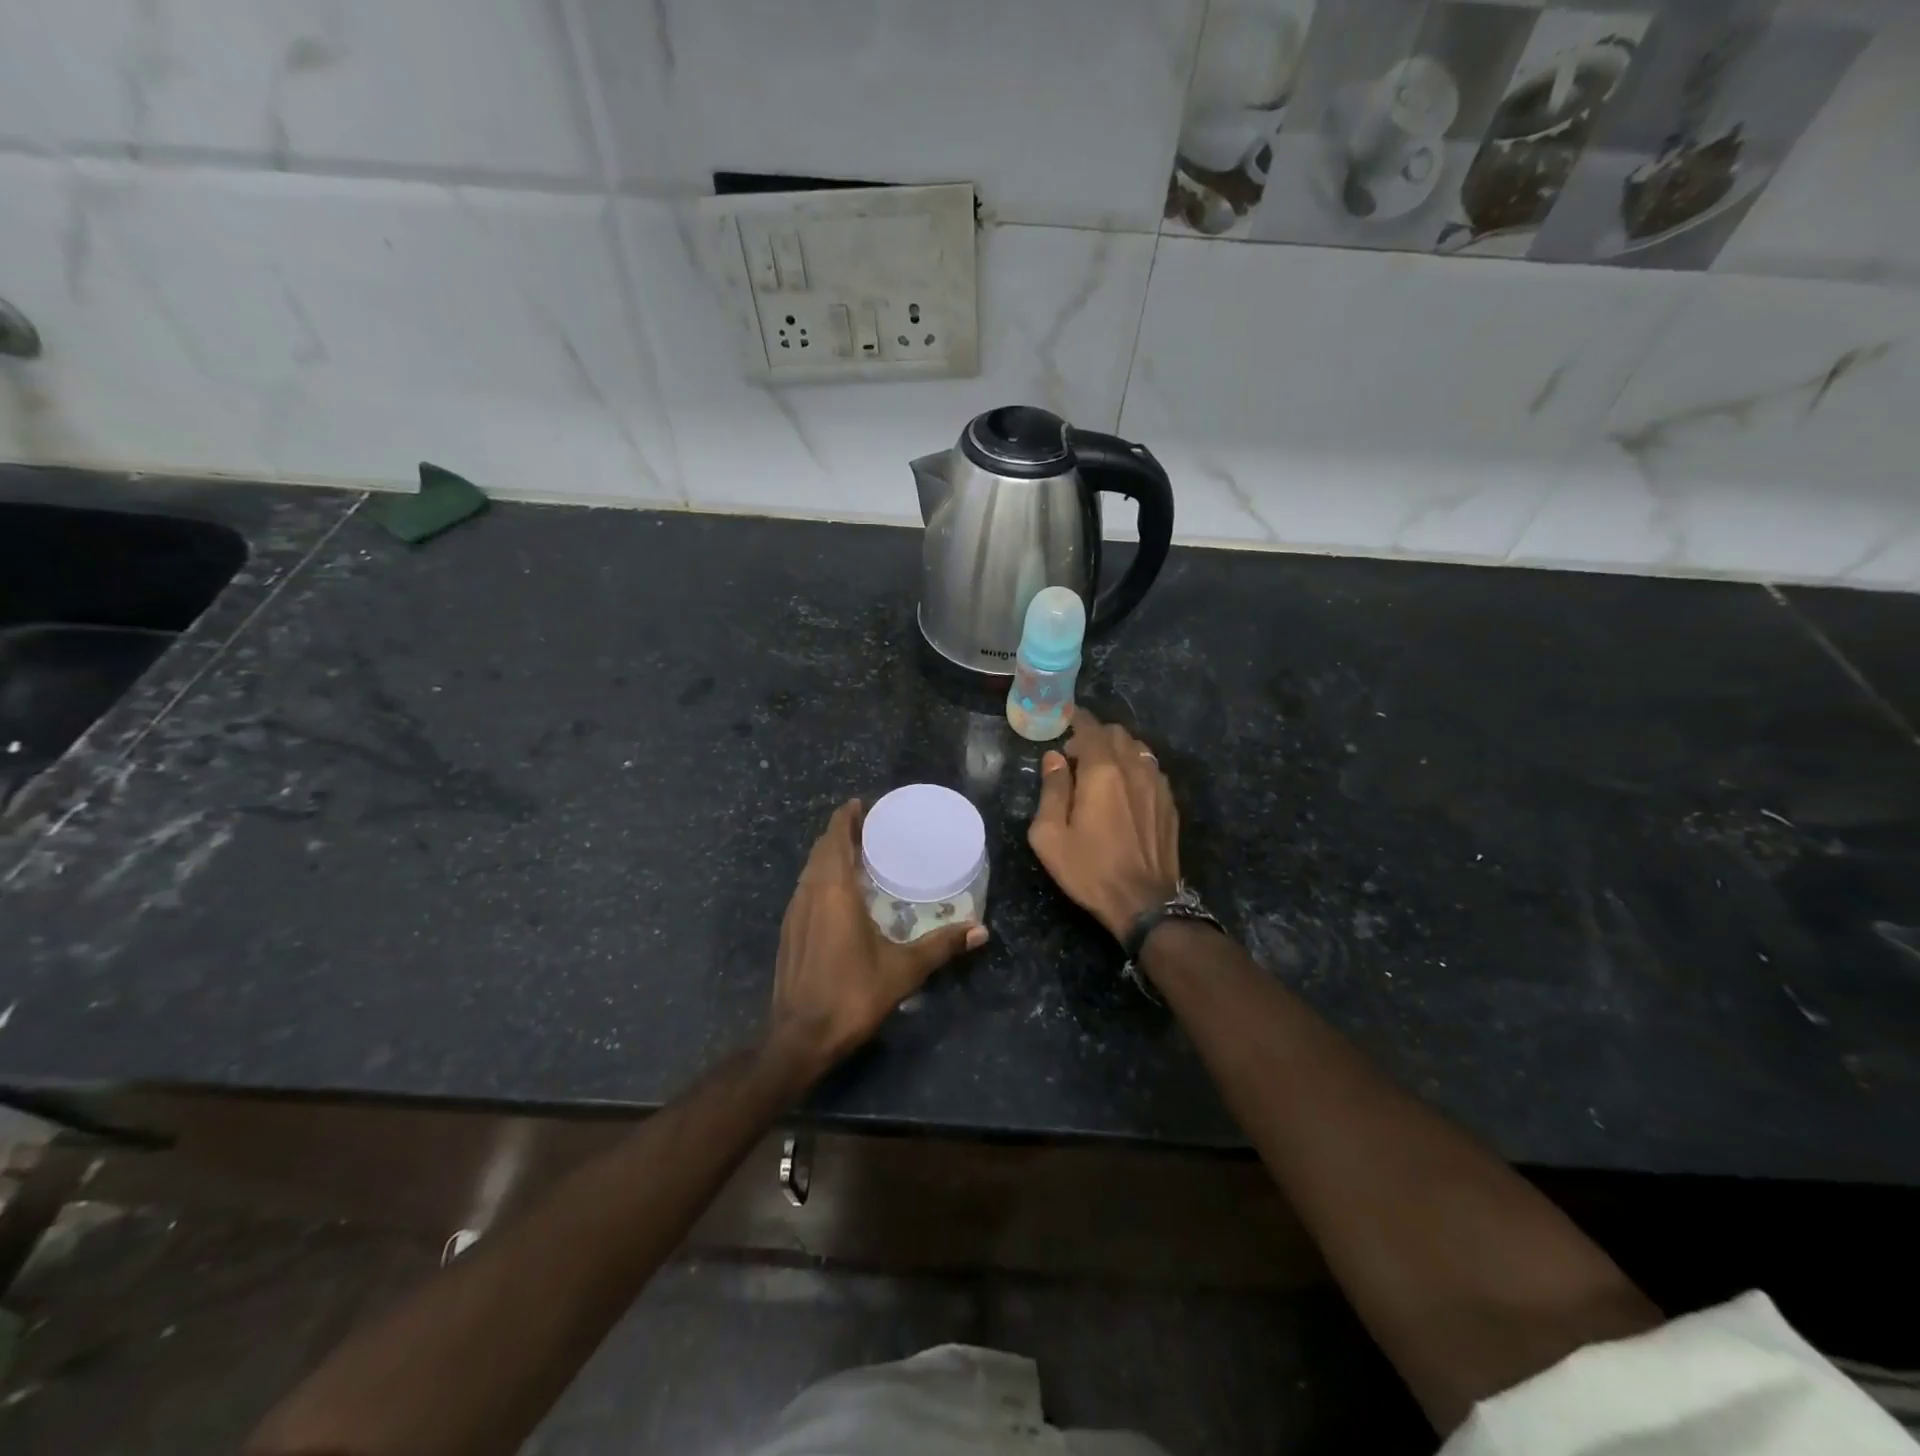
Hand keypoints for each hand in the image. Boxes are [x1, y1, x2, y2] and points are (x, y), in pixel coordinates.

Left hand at [768, 800, 986, 1077]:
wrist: (799, 1038)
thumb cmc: (851, 995)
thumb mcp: (903, 970)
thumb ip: (941, 946)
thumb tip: (981, 931)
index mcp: (833, 891)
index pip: (835, 837)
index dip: (846, 817)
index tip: (863, 804)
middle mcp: (809, 893)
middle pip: (821, 849)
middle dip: (842, 833)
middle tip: (871, 828)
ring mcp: (794, 913)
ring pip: (810, 870)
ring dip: (830, 855)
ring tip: (858, 855)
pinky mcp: (788, 932)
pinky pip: (805, 889)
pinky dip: (821, 878)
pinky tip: (840, 895)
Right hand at [1028, 710, 1180, 939]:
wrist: (1143, 903)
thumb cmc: (1088, 869)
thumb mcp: (1050, 834)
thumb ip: (1052, 789)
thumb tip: (1054, 759)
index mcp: (1102, 771)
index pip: (1091, 728)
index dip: (1077, 719)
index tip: (1065, 721)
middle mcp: (1134, 769)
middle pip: (1118, 734)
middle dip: (1096, 736)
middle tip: (1077, 756)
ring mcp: (1158, 785)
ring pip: (1138, 749)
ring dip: (1118, 751)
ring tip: (1102, 771)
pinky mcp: (1170, 804)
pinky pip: (1151, 770)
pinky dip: (1135, 768)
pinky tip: (1125, 790)